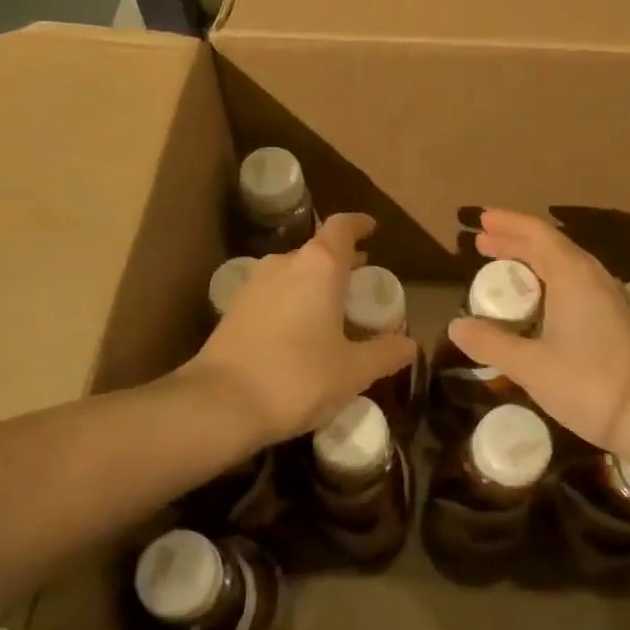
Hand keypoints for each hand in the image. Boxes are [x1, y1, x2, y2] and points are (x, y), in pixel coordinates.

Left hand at [188, 213, 416, 447]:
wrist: (220, 404)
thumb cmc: (298, 378)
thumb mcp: (353, 371)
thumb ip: (385, 353)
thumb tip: (409, 345)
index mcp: (319, 266)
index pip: (342, 227)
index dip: (359, 225)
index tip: (372, 230)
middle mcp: (284, 263)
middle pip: (318, 251)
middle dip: (342, 264)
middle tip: (362, 286)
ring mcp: (254, 283)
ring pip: (294, 273)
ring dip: (315, 285)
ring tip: (333, 312)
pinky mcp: (234, 308)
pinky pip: (274, 294)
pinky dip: (292, 302)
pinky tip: (300, 333)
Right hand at [448, 209, 629, 458]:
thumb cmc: (591, 385)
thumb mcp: (530, 366)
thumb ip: (491, 342)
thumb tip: (456, 326)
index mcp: (573, 275)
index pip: (536, 234)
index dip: (507, 224)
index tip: (481, 220)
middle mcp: (594, 278)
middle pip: (551, 247)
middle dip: (515, 242)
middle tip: (482, 244)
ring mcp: (611, 300)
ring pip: (566, 267)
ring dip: (533, 263)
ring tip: (505, 272)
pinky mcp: (619, 322)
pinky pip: (576, 287)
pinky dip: (549, 284)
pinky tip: (539, 306)